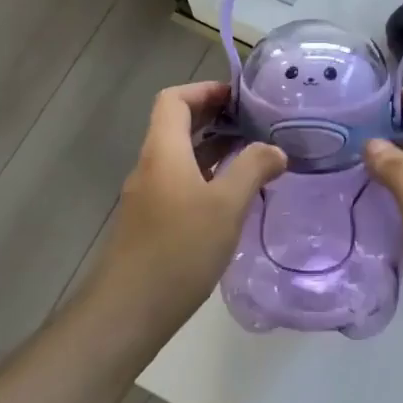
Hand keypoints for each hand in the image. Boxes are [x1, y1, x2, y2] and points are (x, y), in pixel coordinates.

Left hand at [96, 81, 285, 335]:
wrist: (127, 312)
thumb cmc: (178, 249)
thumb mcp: (226, 205)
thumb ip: (253, 169)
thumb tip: (275, 149)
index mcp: (163, 151)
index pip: (174, 99)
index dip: (204, 90)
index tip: (239, 98)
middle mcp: (151, 166)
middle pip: (177, 125)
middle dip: (214, 117)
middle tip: (254, 122)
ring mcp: (148, 196)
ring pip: (181, 156)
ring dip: (213, 148)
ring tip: (253, 155)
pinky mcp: (151, 223)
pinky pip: (180, 183)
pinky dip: (207, 176)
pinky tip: (233, 197)